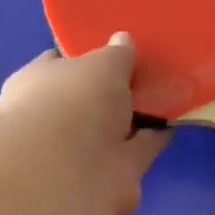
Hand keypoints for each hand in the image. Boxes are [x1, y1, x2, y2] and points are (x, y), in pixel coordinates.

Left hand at [0, 33, 170, 214]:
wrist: (72, 171)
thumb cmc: (74, 101)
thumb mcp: (101, 64)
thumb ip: (116, 54)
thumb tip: (123, 40)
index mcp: (38, 84)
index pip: (58, 63)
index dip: (85, 55)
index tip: (115, 47)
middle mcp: (56, 118)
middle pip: (90, 98)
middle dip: (115, 89)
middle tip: (149, 70)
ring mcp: (82, 150)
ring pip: (115, 127)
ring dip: (137, 116)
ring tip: (171, 93)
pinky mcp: (111, 174)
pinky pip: (137, 149)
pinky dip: (154, 138)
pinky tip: (176, 121)